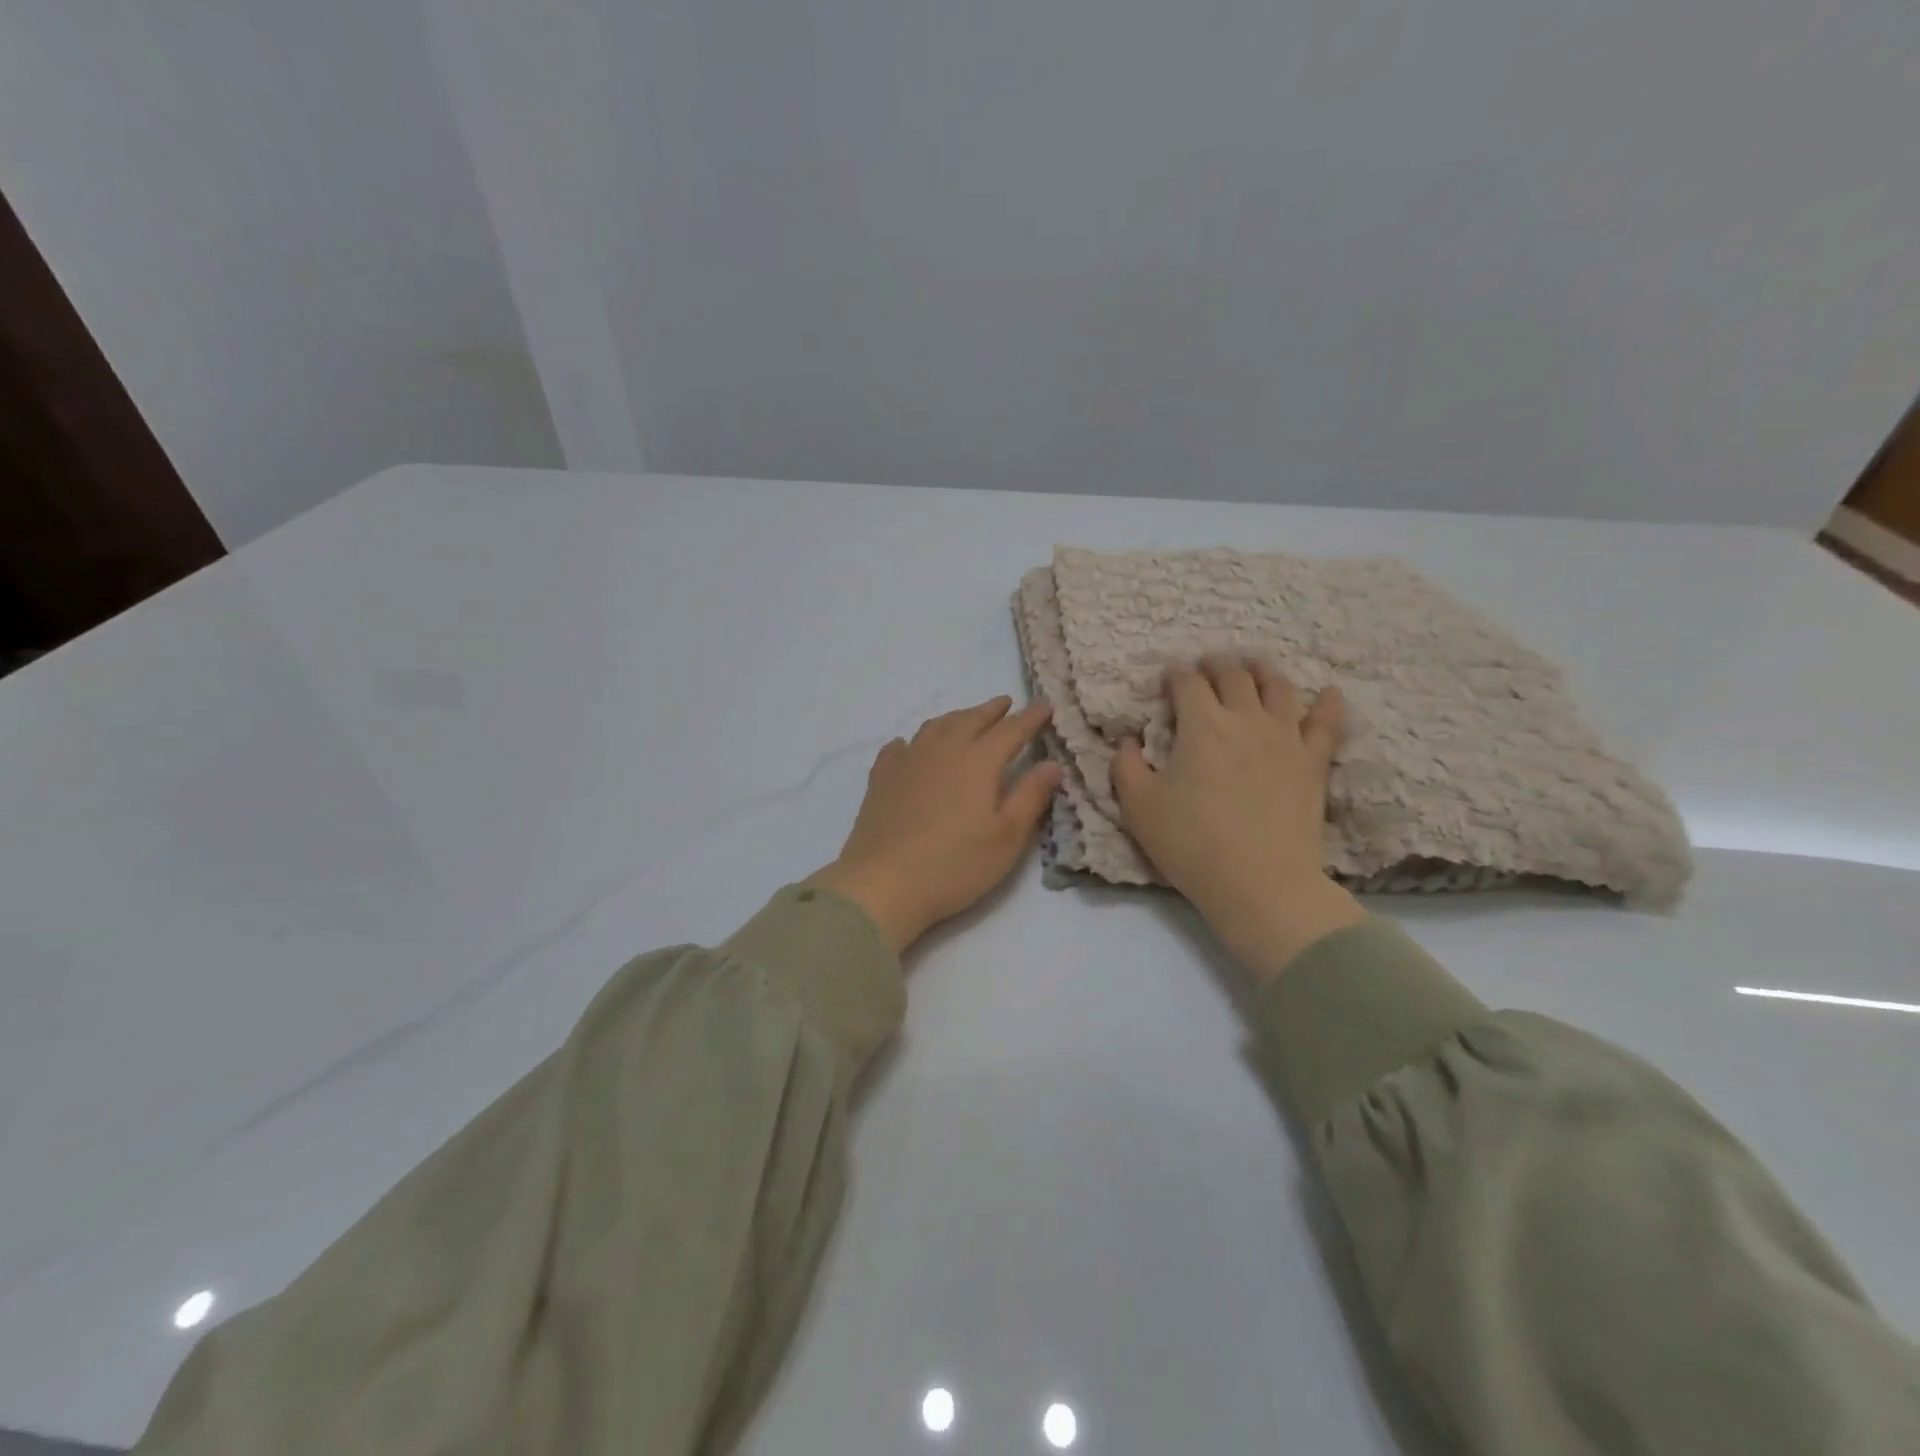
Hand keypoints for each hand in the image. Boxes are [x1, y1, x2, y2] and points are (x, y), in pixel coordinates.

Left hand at [808, 697, 1062, 955]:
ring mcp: (908, 761)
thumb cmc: (955, 864)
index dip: (1031, 717)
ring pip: (935, 727)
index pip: (1012, 730)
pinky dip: (912, 742)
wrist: (884, 883)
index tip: (1045, 706)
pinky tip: (910, 747)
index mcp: (979, 761)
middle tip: (1005, 703)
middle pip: (971, 720)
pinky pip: (899, 748)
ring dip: (956, 718)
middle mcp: (943, 750)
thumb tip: (1052, 764)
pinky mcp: (881, 779)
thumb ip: (1031, 796)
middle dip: (992, 710)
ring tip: (966, 719)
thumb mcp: (1007, 837)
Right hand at [1113, 655, 1363, 981]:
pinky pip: (1325, 724)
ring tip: (1255, 663)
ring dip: (1262, 670)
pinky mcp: (1313, 762)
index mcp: (1201, 724)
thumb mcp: (1137, 807)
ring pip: (1278, 688)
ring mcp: (1285, 738)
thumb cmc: (1190, 843)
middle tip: (1207, 663)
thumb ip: (1125, 766)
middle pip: (1233, 676)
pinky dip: (1327, 704)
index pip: (1187, 683)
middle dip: (1216, 664)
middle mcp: (1245, 719)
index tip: (1169, 675)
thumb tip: (1128, 740)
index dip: (1176, 674)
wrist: (1260, 882)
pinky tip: (1328, 693)